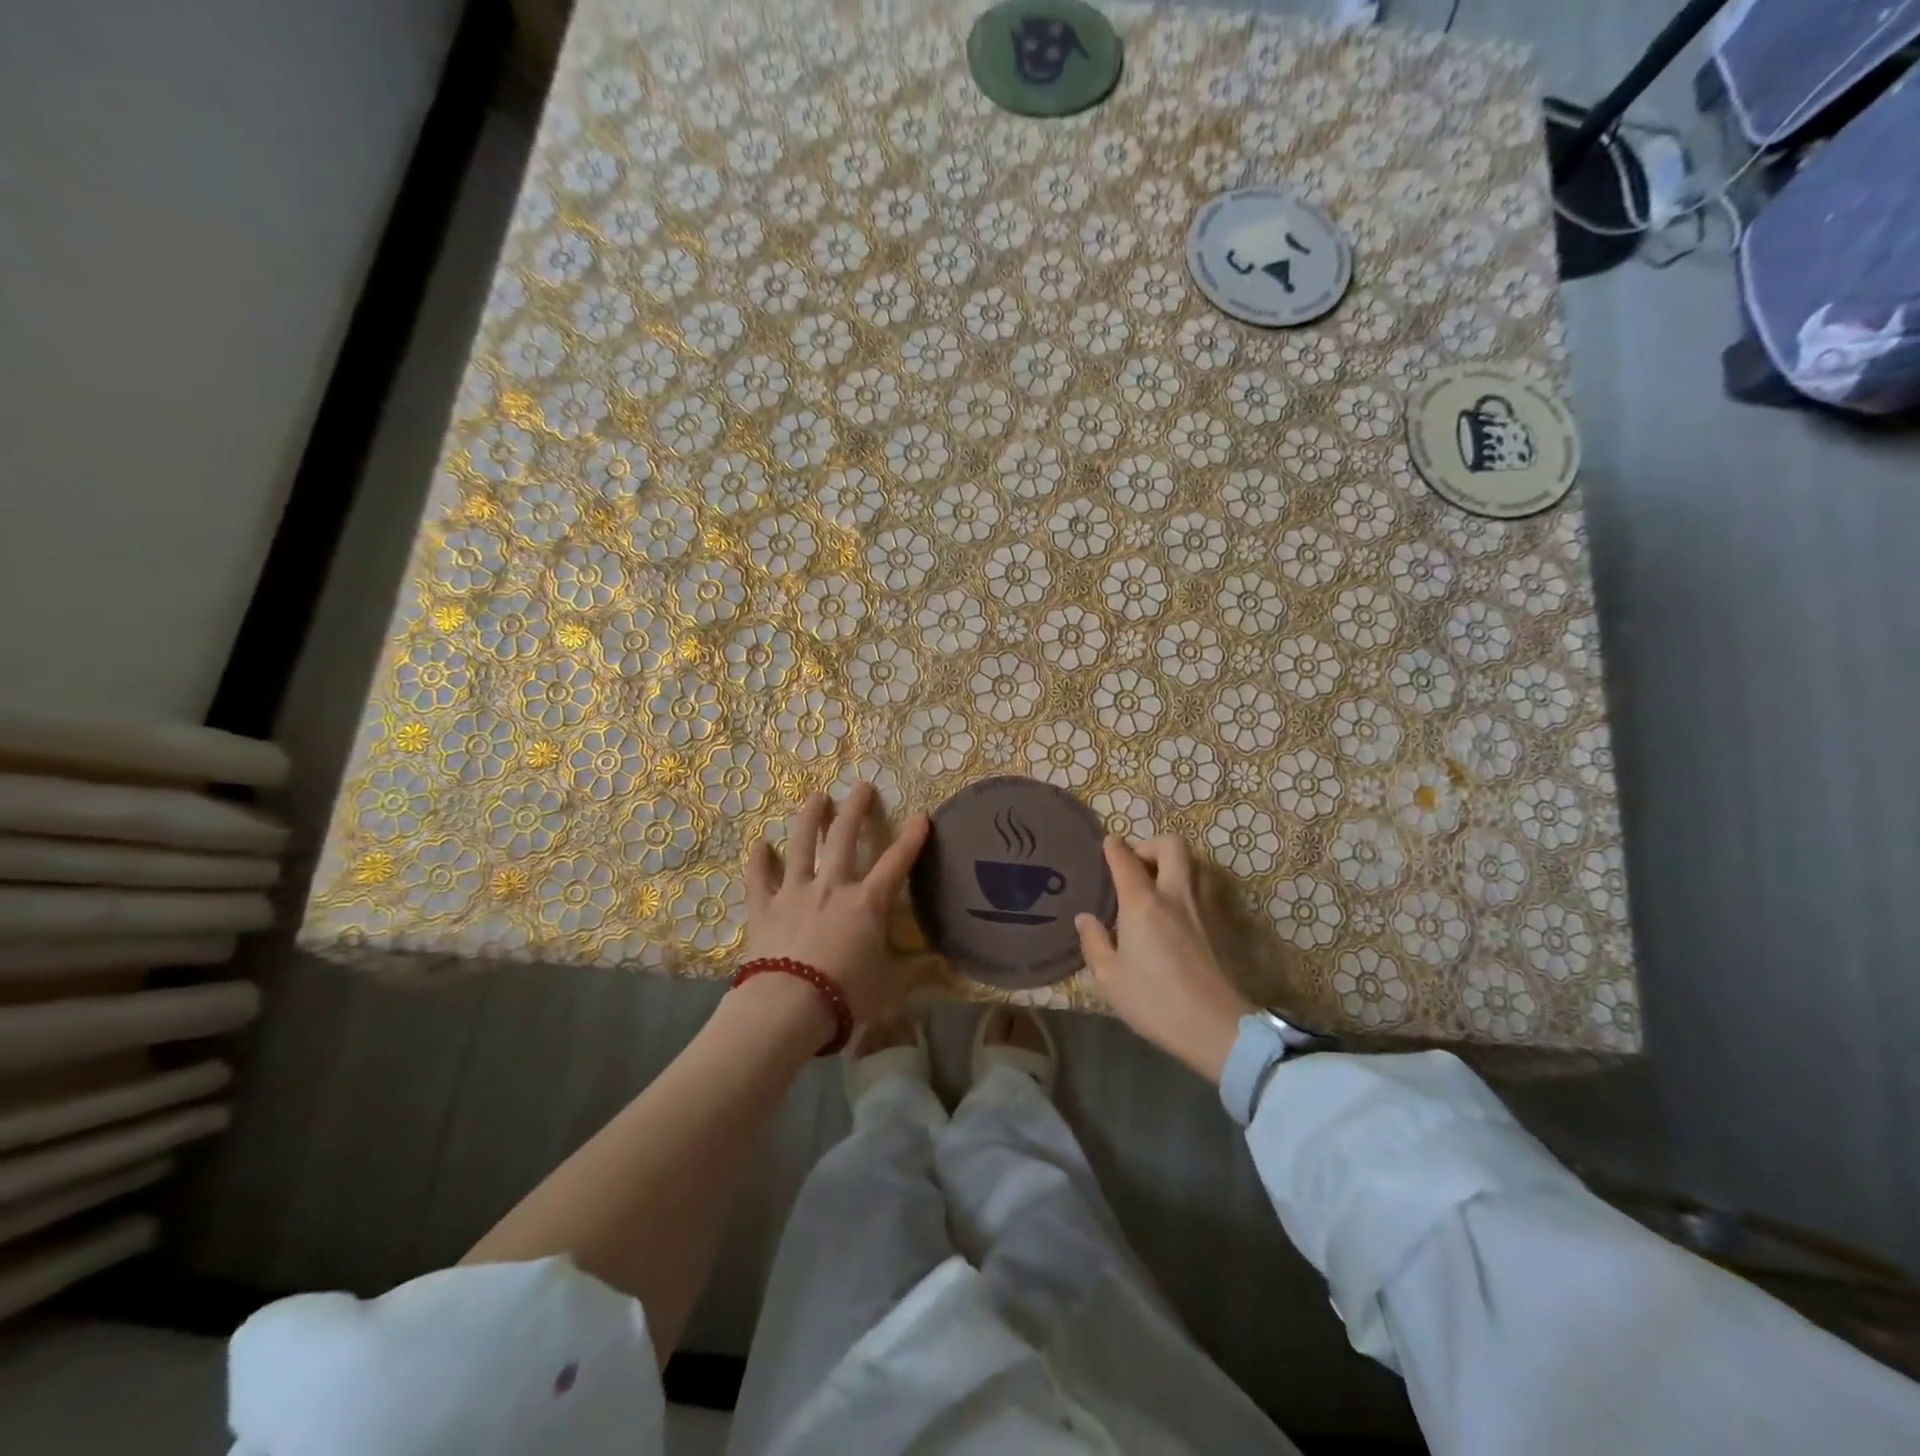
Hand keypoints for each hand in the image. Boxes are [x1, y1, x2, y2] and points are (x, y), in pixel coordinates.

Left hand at [745, 783, 935, 1024]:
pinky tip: (759, 842)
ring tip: (816, 796)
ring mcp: (795, 893)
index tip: (921, 814)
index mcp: (868, 903)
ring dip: (810, 818)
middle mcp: (832, 887)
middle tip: (862, 786)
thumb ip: (919, 972)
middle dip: (856, 809)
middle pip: (843, 837)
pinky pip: (759, 878)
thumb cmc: (846, 995)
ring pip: (802, 845)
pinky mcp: (764, 908)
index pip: (896, 862)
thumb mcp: (891, 987)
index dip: (911, 838)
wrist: (787, 1008)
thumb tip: (950, 968)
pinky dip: (758, 860)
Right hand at [1075, 836, 1254, 1084]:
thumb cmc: (1155, 1002)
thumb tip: (1085, 918)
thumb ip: (1094, 942)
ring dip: (1176, 864)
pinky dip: (1191, 885)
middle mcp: (1175, 895)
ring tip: (1159, 884)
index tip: (1108, 843)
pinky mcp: (1221, 924)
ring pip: (1195, 863)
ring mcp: (1203, 907)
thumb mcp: (1109, 978)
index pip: (1126, 860)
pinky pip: (1206, 887)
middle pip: (1171, 846)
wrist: (1216, 1026)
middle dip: (1151, 845)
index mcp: (1142, 904)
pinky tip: (1179, 910)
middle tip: (1137, 865)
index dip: (1114, 847)